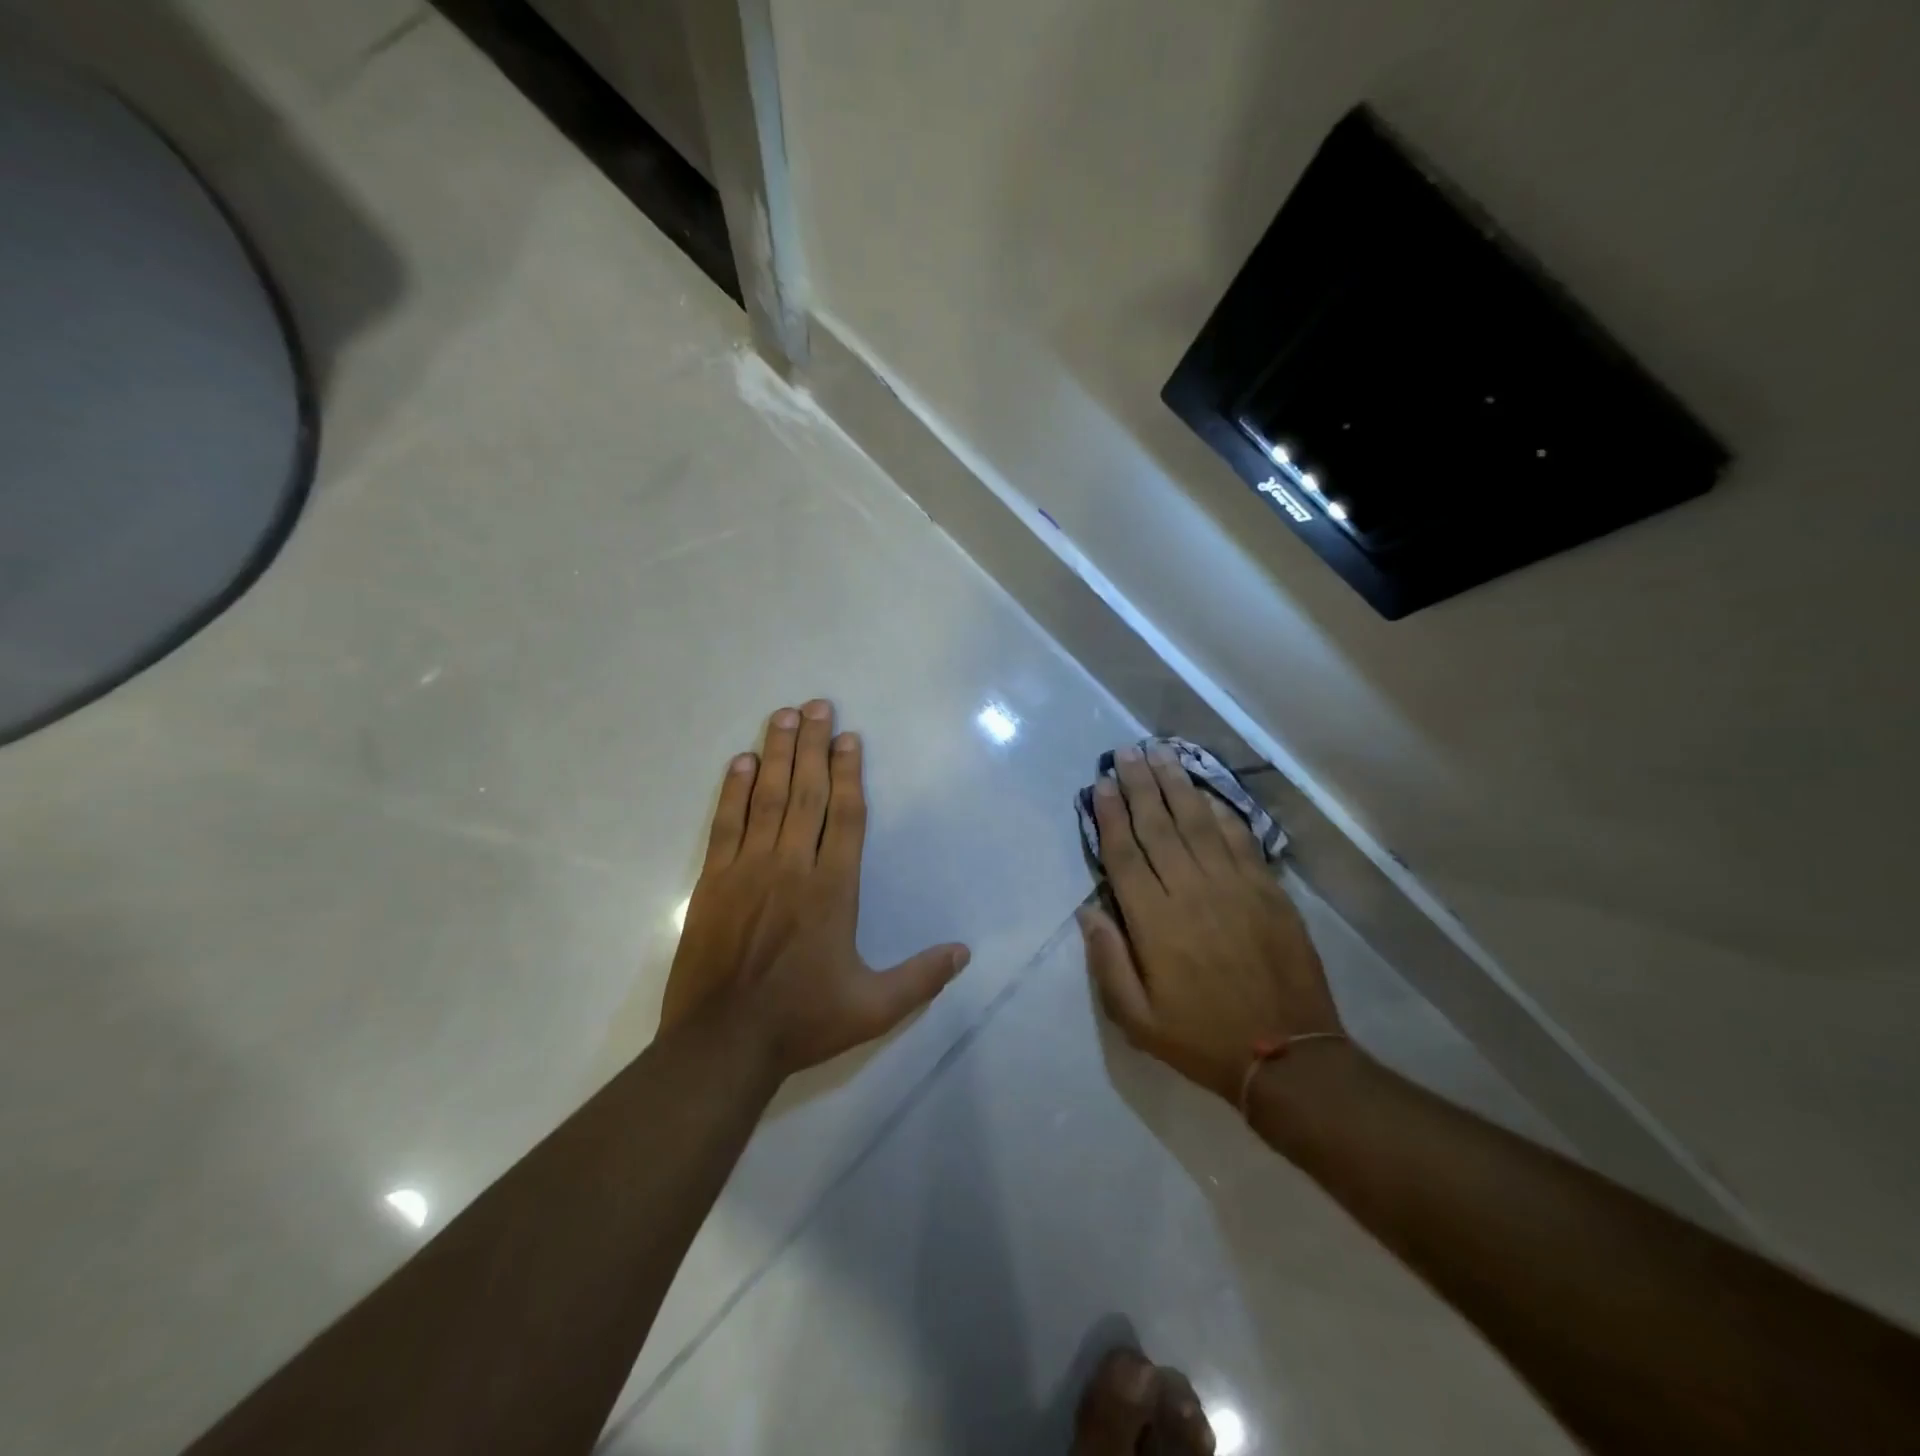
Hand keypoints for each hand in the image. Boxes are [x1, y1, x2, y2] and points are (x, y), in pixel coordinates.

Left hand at [660, 700, 970, 1078]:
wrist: (722, 1043)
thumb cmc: (802, 1021)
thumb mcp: (874, 1008)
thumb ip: (921, 978)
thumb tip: (965, 953)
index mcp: (833, 890)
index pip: (846, 816)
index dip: (850, 772)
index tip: (849, 737)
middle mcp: (793, 867)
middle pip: (807, 793)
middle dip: (813, 745)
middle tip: (816, 704)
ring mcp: (748, 870)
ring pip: (767, 798)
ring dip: (777, 754)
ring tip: (783, 715)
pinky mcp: (713, 881)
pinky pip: (725, 824)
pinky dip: (733, 790)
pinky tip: (741, 762)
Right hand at [1078, 743, 1339, 1102]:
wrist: (1288, 1056)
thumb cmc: (1202, 1038)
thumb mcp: (1137, 1020)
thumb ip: (1108, 962)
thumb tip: (1088, 910)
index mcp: (1154, 922)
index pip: (1124, 854)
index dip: (1110, 815)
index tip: (1101, 784)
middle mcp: (1190, 892)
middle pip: (1158, 826)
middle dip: (1139, 785)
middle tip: (1126, 752)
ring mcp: (1233, 887)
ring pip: (1197, 822)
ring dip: (1176, 785)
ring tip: (1160, 753)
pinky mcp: (1267, 890)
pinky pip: (1238, 839)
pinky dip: (1220, 811)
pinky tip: (1206, 792)